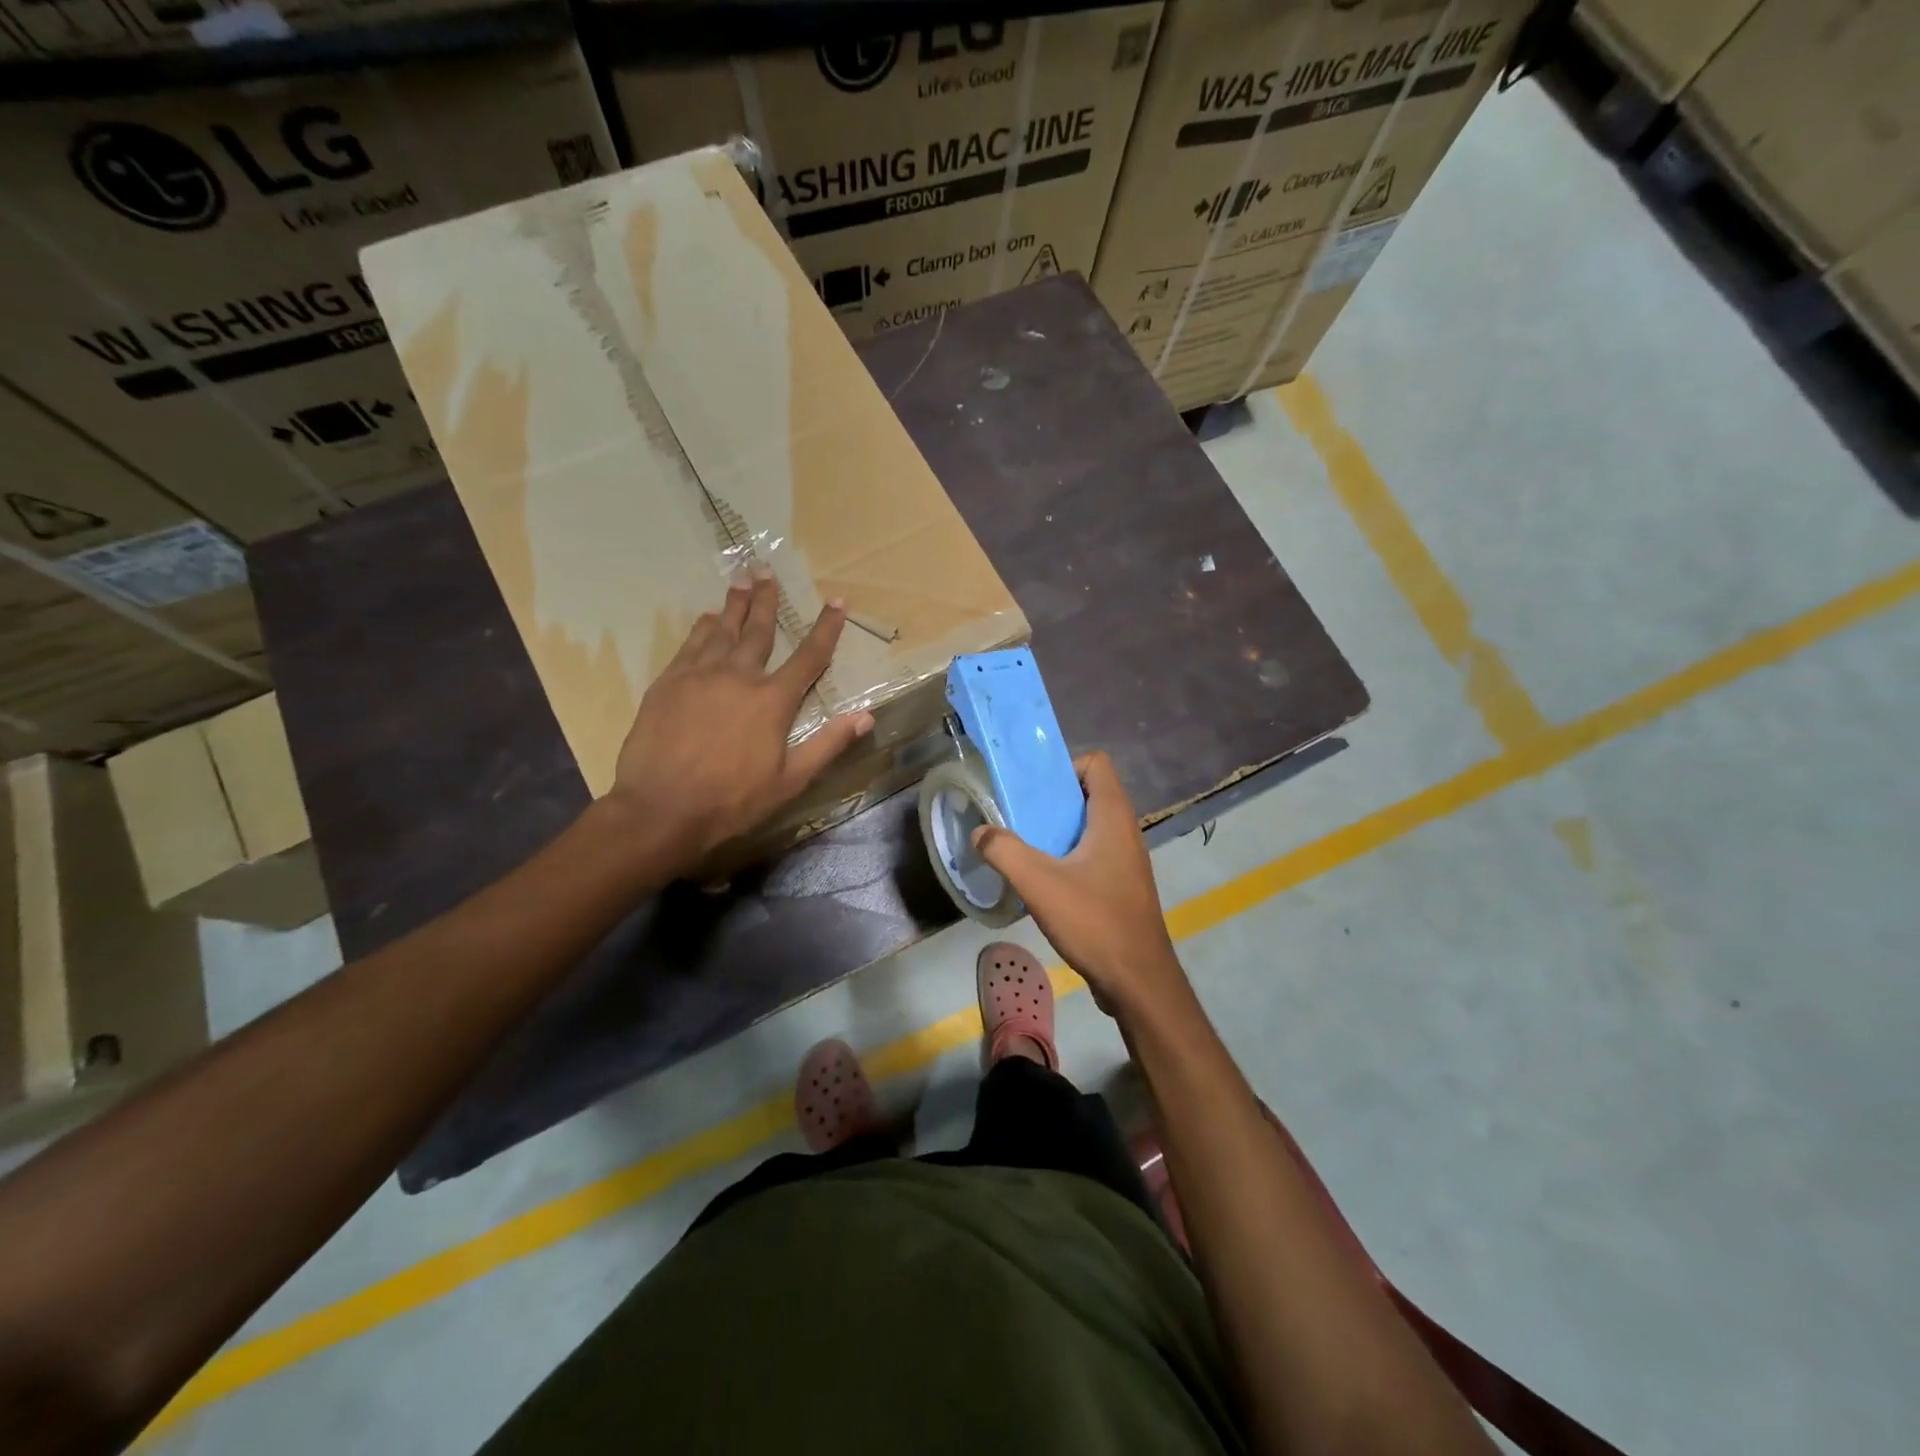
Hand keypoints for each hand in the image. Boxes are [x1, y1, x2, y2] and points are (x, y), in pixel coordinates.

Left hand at [611, 576, 873, 864]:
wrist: (661, 809)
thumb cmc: (732, 800)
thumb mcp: (790, 780)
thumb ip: (827, 745)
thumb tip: (865, 717)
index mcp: (772, 701)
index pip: (808, 657)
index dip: (826, 628)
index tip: (837, 601)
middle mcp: (738, 676)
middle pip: (759, 630)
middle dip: (767, 600)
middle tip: (768, 571)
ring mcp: (699, 676)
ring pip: (721, 630)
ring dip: (734, 605)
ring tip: (741, 581)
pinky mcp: (668, 683)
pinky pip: (690, 645)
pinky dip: (701, 628)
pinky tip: (705, 618)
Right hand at [971, 752, 1191, 1024]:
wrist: (1138, 981)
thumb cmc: (1094, 921)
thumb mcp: (1039, 883)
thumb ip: (1004, 851)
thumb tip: (980, 832)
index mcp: (1113, 817)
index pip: (1096, 763)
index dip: (1064, 767)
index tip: (1033, 790)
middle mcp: (1124, 831)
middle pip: (1088, 794)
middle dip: (1051, 800)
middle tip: (1017, 816)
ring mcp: (1126, 861)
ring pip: (1088, 828)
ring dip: (1057, 831)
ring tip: (1023, 847)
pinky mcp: (1121, 887)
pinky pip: (1092, 855)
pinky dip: (1067, 857)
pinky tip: (1042, 881)